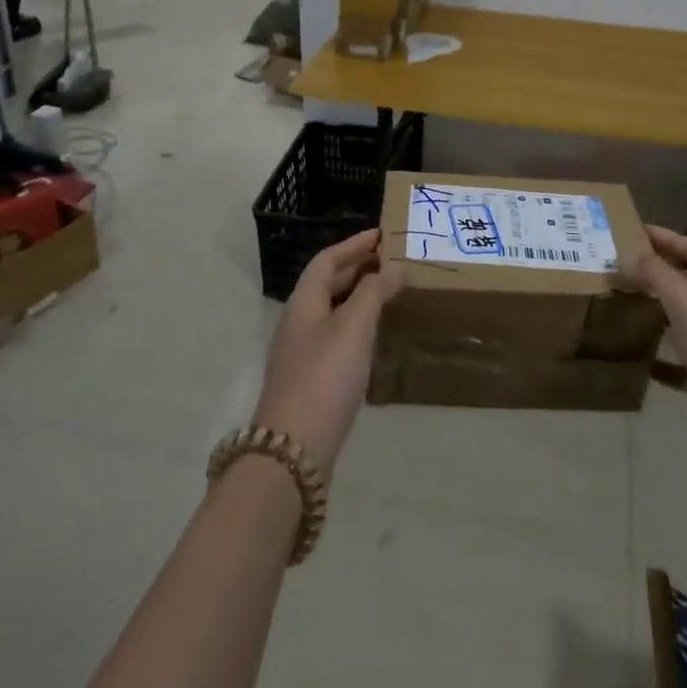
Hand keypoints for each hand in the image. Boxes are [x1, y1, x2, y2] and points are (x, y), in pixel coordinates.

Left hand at [253, 230, 401, 473]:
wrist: (292, 453)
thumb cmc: (324, 378)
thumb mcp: (354, 328)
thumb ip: (374, 292)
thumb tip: (394, 266)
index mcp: (303, 303)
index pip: (327, 260)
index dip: (353, 244)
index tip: (382, 234)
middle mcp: (299, 323)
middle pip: (327, 284)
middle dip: (358, 268)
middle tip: (392, 260)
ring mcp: (302, 354)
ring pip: (332, 311)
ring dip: (358, 296)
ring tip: (390, 291)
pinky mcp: (311, 381)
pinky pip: (336, 336)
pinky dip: (357, 324)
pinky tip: (376, 336)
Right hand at [625, 226, 686, 487]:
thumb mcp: (686, 303)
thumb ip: (656, 273)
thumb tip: (627, 253)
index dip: (665, 237)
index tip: (630, 232)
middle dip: (657, 271)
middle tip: (620, 267)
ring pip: (685, 319)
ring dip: (657, 310)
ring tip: (623, 305)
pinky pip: (682, 362)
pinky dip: (661, 357)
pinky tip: (638, 360)